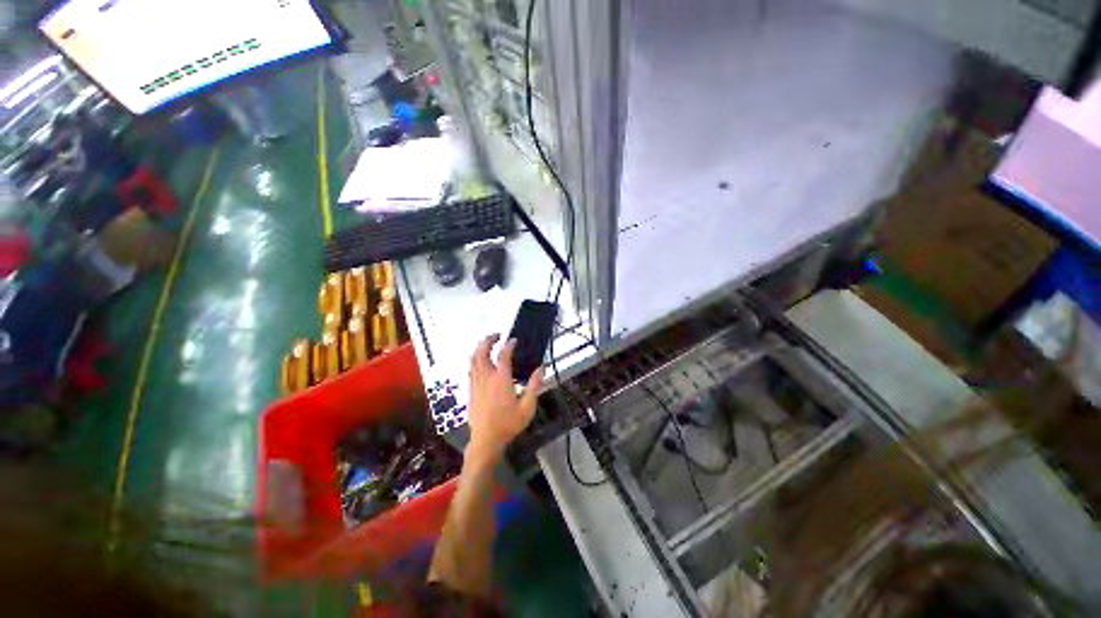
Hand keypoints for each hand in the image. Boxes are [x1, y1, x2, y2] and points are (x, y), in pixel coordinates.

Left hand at [466, 334, 543, 462]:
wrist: (487, 438)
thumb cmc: (508, 424)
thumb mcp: (527, 407)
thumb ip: (534, 386)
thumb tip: (541, 369)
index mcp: (501, 379)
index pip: (503, 355)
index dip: (509, 345)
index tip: (514, 340)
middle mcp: (486, 377)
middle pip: (482, 351)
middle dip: (488, 340)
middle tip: (497, 336)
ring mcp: (476, 383)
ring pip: (473, 359)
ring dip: (480, 348)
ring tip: (488, 346)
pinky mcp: (470, 390)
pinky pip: (470, 369)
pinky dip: (475, 360)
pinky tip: (481, 363)